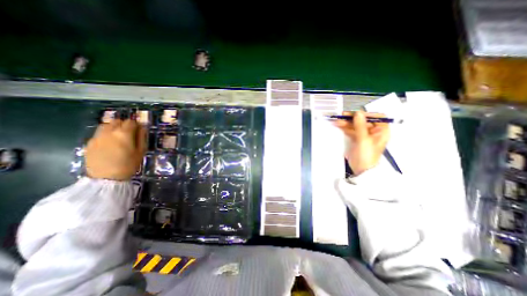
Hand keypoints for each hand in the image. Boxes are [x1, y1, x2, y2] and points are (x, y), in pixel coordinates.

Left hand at [86, 119, 144, 180]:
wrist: (106, 178)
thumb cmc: (128, 164)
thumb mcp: (141, 151)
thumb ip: (141, 137)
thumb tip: (141, 128)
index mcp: (124, 134)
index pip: (131, 122)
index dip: (136, 124)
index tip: (139, 130)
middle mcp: (109, 132)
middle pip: (117, 121)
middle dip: (124, 124)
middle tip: (130, 133)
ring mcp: (97, 137)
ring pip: (106, 125)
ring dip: (114, 127)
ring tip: (118, 136)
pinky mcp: (89, 143)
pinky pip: (99, 133)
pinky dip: (106, 134)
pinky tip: (109, 143)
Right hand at [335, 111, 387, 174]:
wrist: (362, 170)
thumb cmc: (366, 155)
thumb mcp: (363, 140)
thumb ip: (360, 126)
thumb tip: (358, 113)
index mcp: (381, 131)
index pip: (377, 117)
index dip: (367, 114)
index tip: (355, 114)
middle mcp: (374, 132)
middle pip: (364, 121)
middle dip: (353, 119)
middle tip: (342, 116)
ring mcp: (365, 136)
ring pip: (356, 125)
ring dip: (347, 123)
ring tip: (337, 121)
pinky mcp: (357, 139)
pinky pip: (351, 131)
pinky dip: (345, 128)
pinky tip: (339, 126)